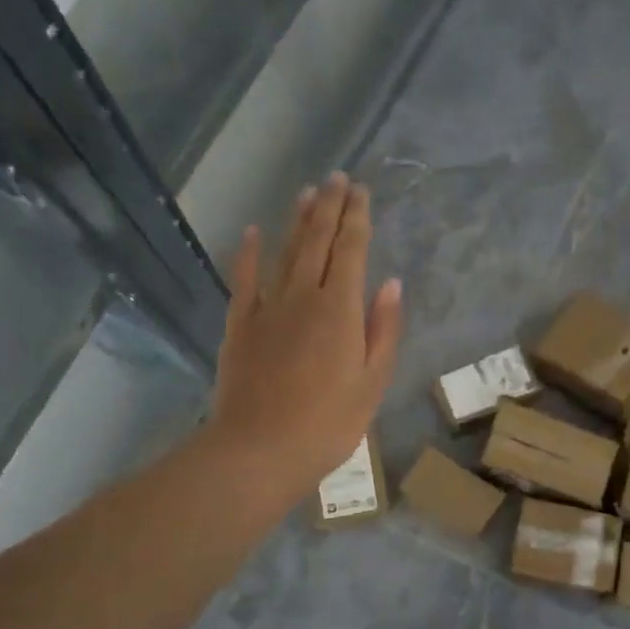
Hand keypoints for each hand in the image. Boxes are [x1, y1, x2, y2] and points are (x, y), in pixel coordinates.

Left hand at [210, 173, 403, 508]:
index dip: (357, 219)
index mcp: (340, 310)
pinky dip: (248, 253)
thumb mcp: (372, 383)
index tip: (361, 192)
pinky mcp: (239, 324)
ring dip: (297, 220)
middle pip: (318, 242)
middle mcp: (303, 296)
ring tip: (308, 192)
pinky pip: (244, 279)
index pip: (351, 251)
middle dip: (330, 207)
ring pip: (285, 252)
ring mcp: (267, 308)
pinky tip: (253, 231)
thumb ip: (383, 330)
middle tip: (338, 178)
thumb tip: (390, 284)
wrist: (259, 450)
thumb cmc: (328, 424)